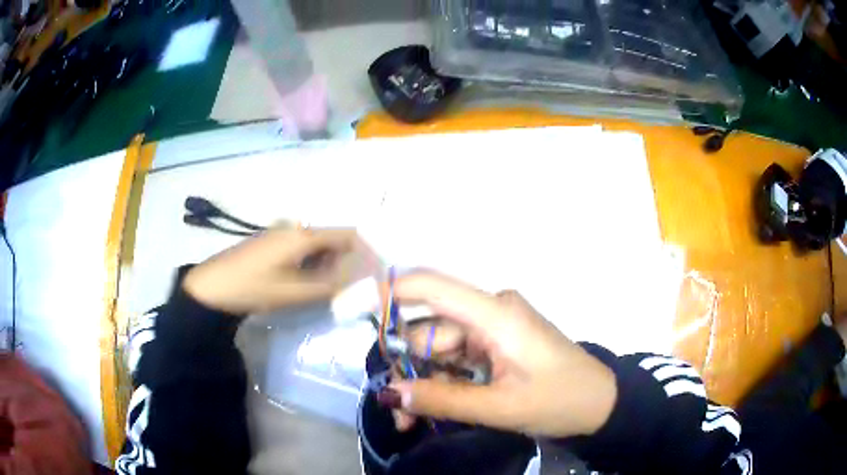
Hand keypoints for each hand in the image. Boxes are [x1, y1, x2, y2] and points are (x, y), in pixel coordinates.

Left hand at [183, 228, 368, 314]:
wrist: (211, 287)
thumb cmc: (254, 287)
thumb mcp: (295, 292)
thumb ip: (331, 285)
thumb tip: (360, 279)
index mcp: (303, 234)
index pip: (347, 234)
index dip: (365, 251)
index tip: (374, 273)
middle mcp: (295, 226)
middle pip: (333, 239)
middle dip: (345, 262)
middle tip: (349, 289)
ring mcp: (281, 233)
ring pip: (317, 245)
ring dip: (328, 265)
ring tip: (327, 289)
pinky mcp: (271, 242)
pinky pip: (301, 249)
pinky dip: (311, 264)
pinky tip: (304, 282)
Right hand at [382, 273, 617, 437]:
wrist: (600, 405)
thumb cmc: (560, 400)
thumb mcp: (500, 407)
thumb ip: (442, 398)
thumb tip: (389, 393)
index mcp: (495, 313)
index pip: (430, 287)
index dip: (387, 293)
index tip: (348, 308)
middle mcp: (489, 312)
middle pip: (429, 330)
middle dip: (407, 368)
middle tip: (397, 411)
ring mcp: (492, 329)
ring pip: (439, 350)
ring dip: (423, 381)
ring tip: (412, 420)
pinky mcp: (496, 345)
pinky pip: (456, 359)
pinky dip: (442, 382)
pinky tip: (431, 408)